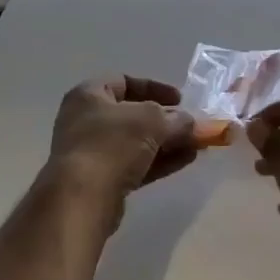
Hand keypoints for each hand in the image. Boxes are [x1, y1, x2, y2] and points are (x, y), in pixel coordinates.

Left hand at [45, 75, 198, 225]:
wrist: (82, 198)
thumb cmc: (111, 144)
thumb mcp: (150, 121)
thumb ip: (174, 119)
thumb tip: (189, 122)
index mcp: (88, 96)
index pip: (123, 82)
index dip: (154, 88)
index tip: (180, 99)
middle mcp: (85, 121)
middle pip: (132, 115)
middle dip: (166, 120)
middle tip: (191, 126)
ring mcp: (92, 153)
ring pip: (136, 143)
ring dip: (167, 142)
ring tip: (197, 145)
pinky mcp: (101, 181)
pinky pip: (135, 164)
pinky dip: (159, 161)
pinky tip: (186, 160)